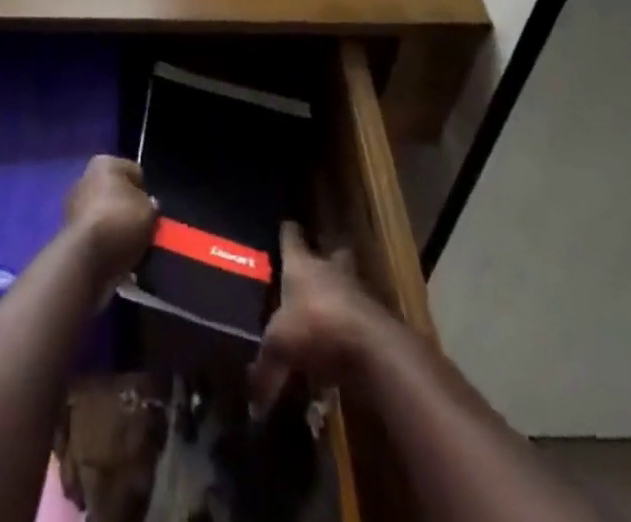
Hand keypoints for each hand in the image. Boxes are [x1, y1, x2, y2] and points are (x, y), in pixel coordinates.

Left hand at [64, 156, 156, 288]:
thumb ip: (151, 205)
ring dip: (116, 226)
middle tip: (143, 229)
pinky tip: (116, 254)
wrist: (85, 258)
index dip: (146, 192)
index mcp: (105, 162)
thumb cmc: (120, 222)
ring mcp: (74, 204)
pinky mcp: (68, 230)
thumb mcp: (149, 211)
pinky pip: (96, 232)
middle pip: (117, 192)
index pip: (135, 173)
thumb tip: (148, 205)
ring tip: (131, 246)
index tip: (151, 211)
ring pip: (106, 213)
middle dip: (129, 209)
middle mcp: (85, 176)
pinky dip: (105, 241)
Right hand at [248, 222, 388, 410]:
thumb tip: (252, 403)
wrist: (373, 349)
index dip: (288, 233)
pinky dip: (354, 331)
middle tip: (315, 271)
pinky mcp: (378, 320)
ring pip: (349, 286)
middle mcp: (330, 269)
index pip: (292, 237)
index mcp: (302, 264)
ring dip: (342, 297)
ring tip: (329, 316)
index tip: (285, 228)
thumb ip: (265, 369)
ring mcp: (358, 292)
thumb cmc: (316, 327)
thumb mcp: (280, 347)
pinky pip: (362, 320)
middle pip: (331, 254)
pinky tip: (345, 350)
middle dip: (326, 259)